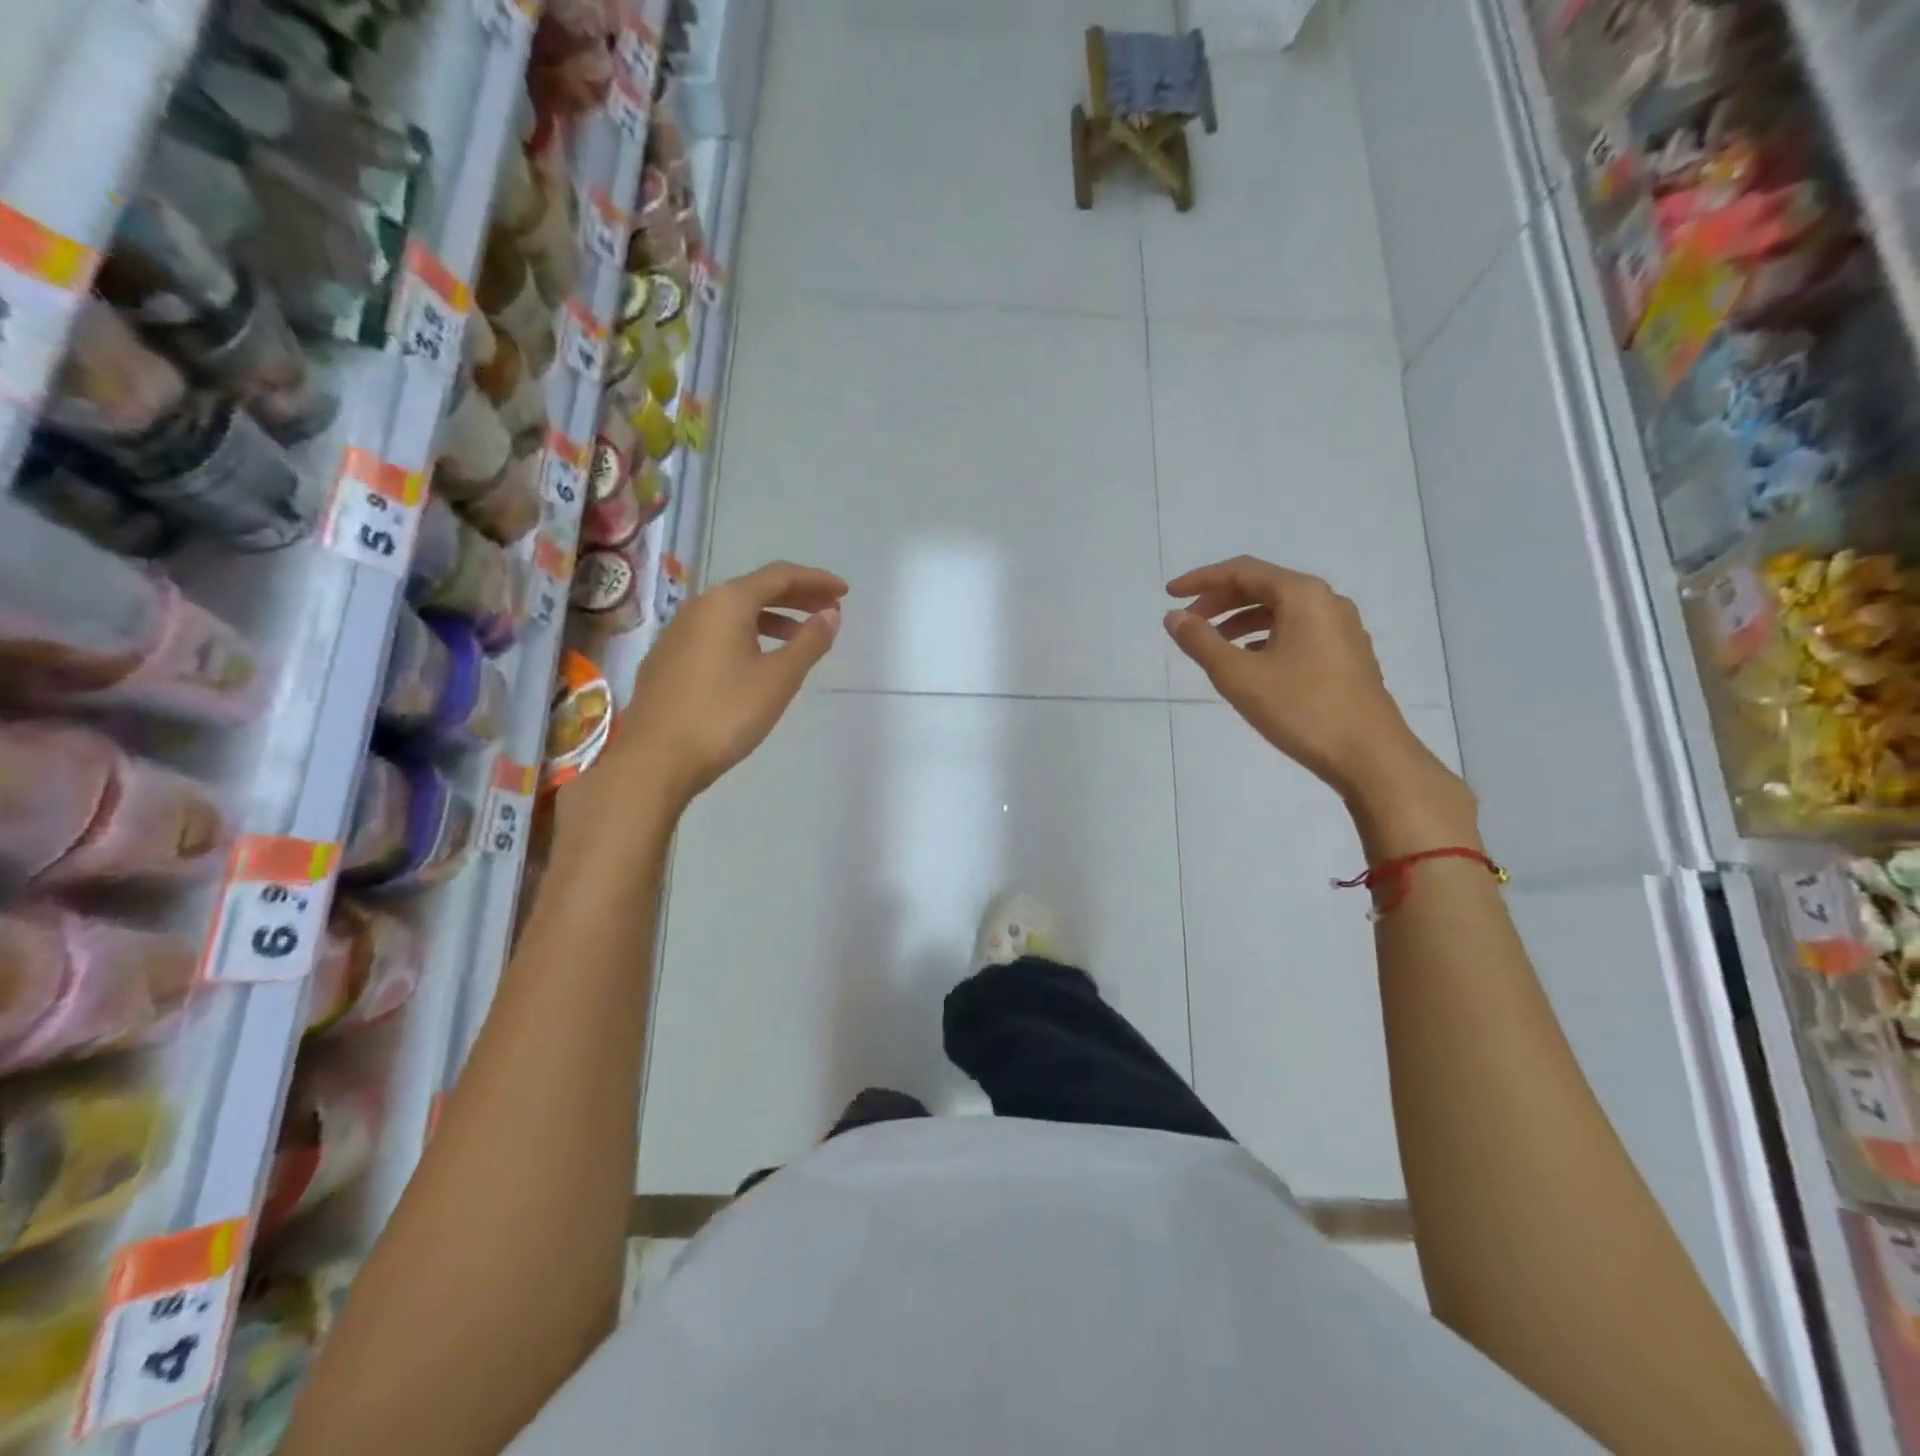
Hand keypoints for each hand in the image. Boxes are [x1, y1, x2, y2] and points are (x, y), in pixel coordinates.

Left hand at [612, 561, 845, 808]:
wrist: (655, 759)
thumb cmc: (725, 714)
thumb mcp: (778, 679)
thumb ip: (809, 642)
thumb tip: (830, 614)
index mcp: (727, 603)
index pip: (780, 576)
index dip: (815, 580)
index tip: (843, 592)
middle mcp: (699, 607)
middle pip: (755, 589)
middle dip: (796, 596)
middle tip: (828, 610)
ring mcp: (677, 633)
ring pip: (733, 613)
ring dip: (772, 618)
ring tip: (799, 638)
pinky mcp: (667, 659)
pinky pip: (716, 633)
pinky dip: (746, 635)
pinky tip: (756, 661)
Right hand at [1164, 556, 1451, 805]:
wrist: (1370, 755)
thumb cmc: (1301, 709)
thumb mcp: (1239, 676)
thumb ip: (1201, 642)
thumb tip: (1173, 617)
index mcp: (1302, 595)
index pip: (1242, 571)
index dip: (1201, 580)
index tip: (1169, 595)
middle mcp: (1326, 602)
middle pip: (1263, 586)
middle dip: (1220, 601)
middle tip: (1188, 623)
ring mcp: (1342, 629)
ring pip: (1281, 611)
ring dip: (1241, 620)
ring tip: (1212, 645)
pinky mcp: (1347, 655)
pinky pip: (1298, 631)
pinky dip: (1265, 637)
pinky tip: (1250, 662)